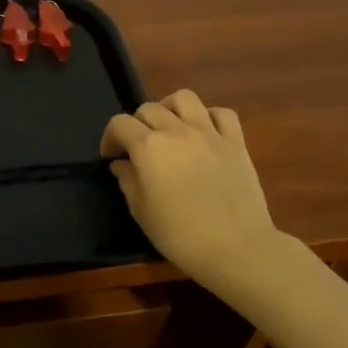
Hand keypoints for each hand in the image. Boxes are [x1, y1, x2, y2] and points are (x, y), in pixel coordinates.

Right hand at [101, 91, 289, 305]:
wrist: (237, 249)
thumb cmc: (180, 235)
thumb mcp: (141, 212)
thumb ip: (127, 181)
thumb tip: (122, 164)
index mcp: (148, 147)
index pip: (119, 124)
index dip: (110, 138)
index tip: (111, 157)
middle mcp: (176, 131)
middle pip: (148, 108)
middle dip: (137, 124)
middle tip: (138, 148)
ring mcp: (209, 133)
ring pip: (184, 98)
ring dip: (170, 108)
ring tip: (169, 128)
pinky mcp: (236, 142)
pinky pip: (222, 114)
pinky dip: (209, 117)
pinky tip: (204, 133)